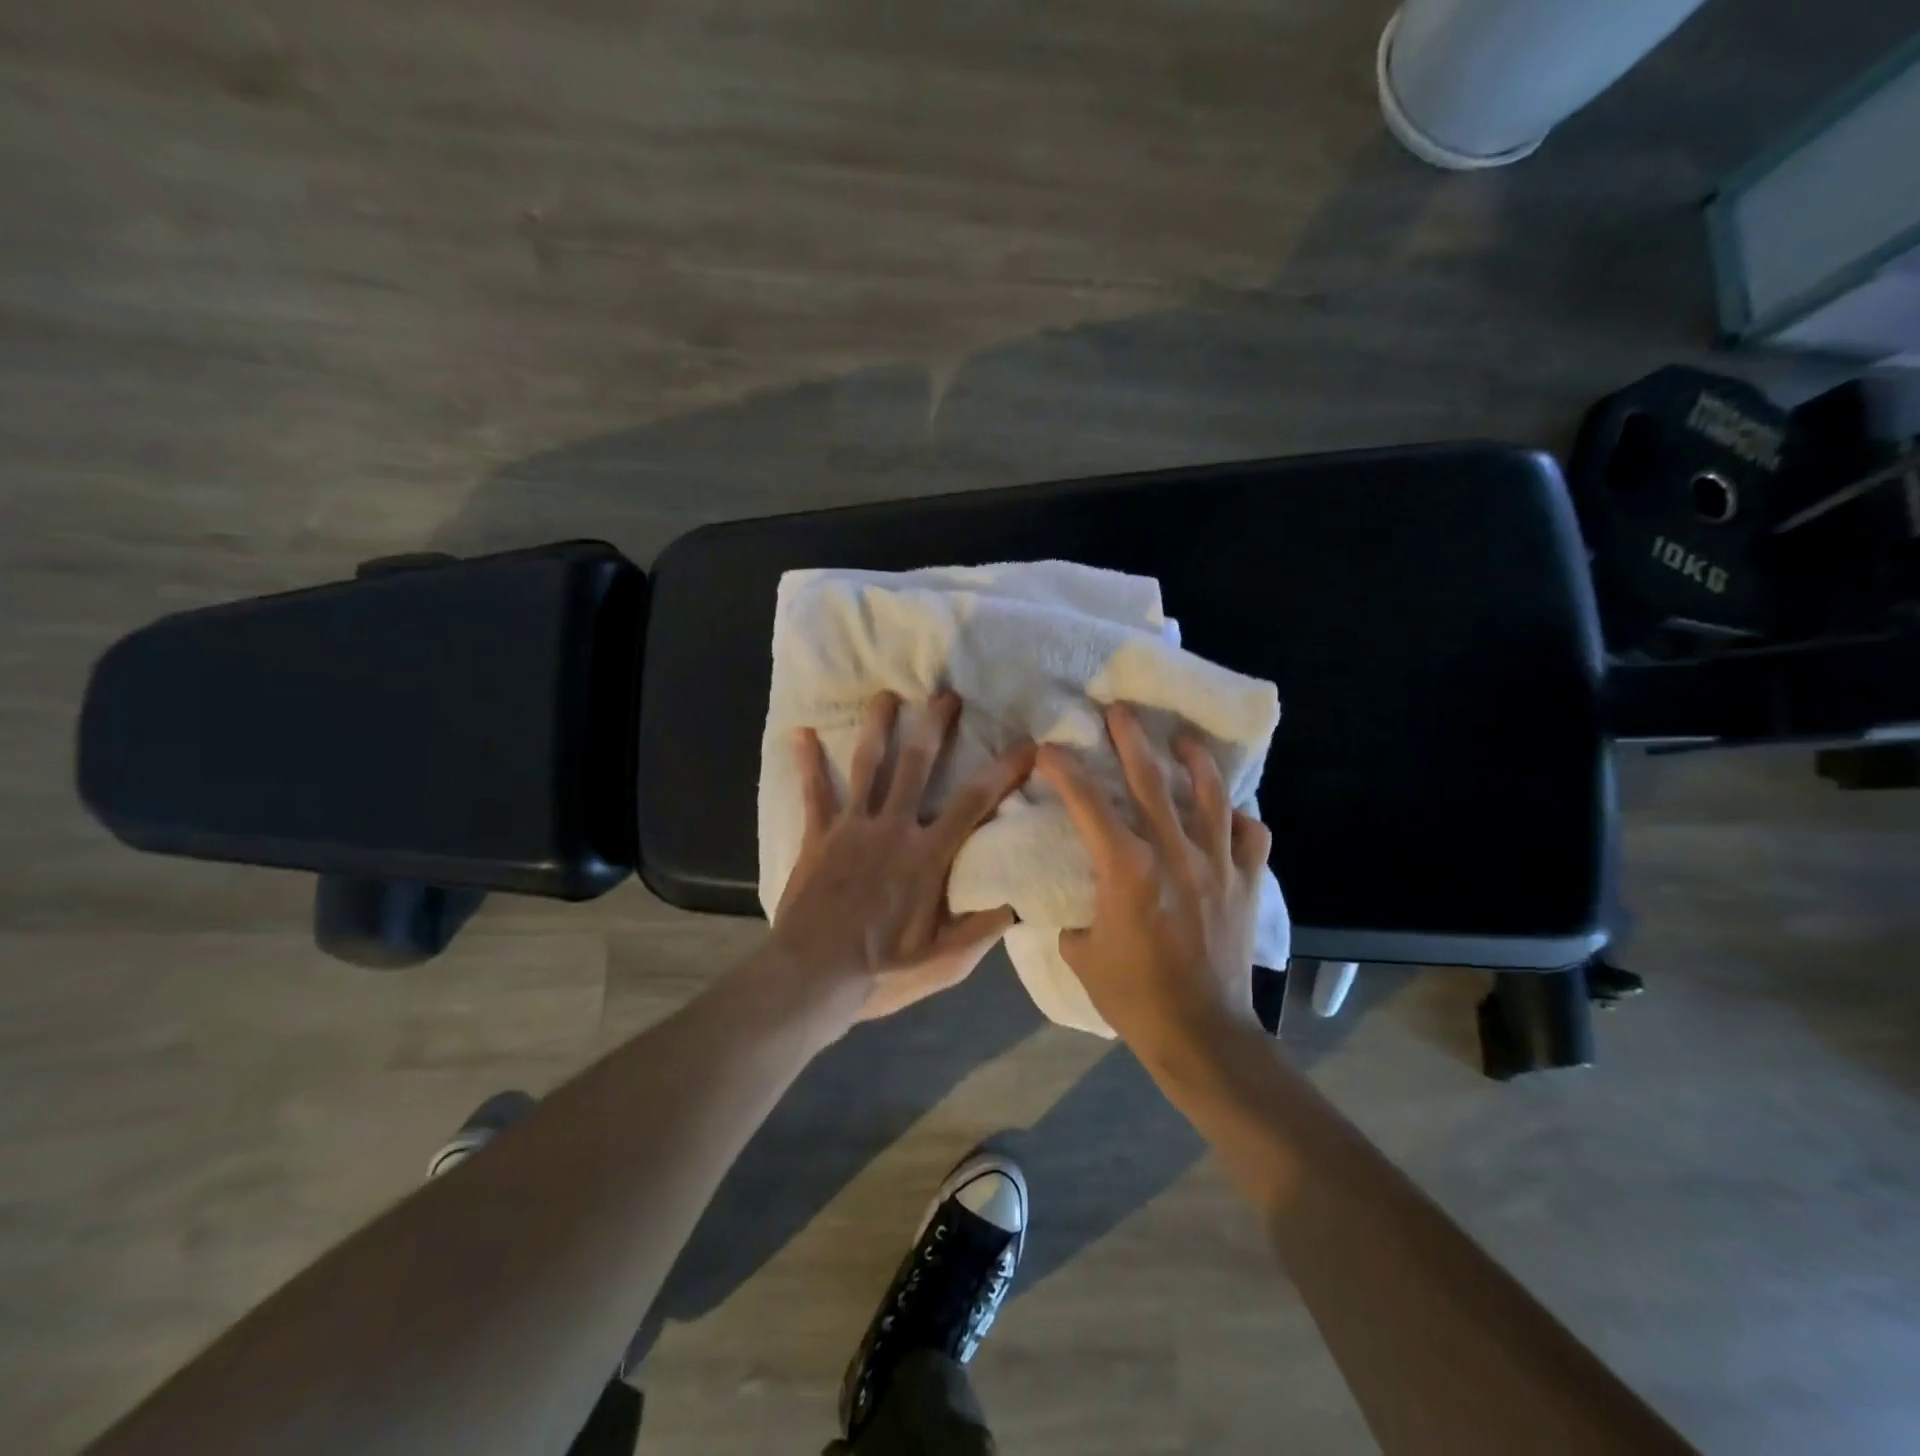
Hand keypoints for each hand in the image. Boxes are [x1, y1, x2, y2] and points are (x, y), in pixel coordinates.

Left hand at [771, 690, 1036, 1022]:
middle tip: (945, 695)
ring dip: (877, 727)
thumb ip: (981, 930)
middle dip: (934, 725)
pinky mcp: (817, 836)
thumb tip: (1017, 903)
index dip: (1004, 771)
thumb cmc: (881, 971)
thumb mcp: (943, 962)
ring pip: (866, 766)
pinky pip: (813, 793)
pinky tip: (800, 734)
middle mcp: (892, 828)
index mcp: (927, 855)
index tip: (1027, 745)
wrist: (812, 975)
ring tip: (886, 696)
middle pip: (916, 764)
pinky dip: (806, 763)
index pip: (974, 803)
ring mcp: (851, 827)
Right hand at [1035, 703, 1271, 1057]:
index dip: (1065, 771)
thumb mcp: (1082, 955)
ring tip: (1185, 740)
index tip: (1048, 749)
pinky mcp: (1246, 886)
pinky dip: (1242, 820)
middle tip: (1120, 711)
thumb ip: (1074, 919)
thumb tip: (1073, 905)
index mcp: (1127, 869)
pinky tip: (1233, 813)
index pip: (1088, 805)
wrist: (1202, 1034)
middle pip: (1151, 782)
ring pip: (1211, 798)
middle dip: (1131, 741)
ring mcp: (1218, 867)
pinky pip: (1252, 839)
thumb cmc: (1134, 996)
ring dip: (1195, 762)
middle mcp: (1174, 854)